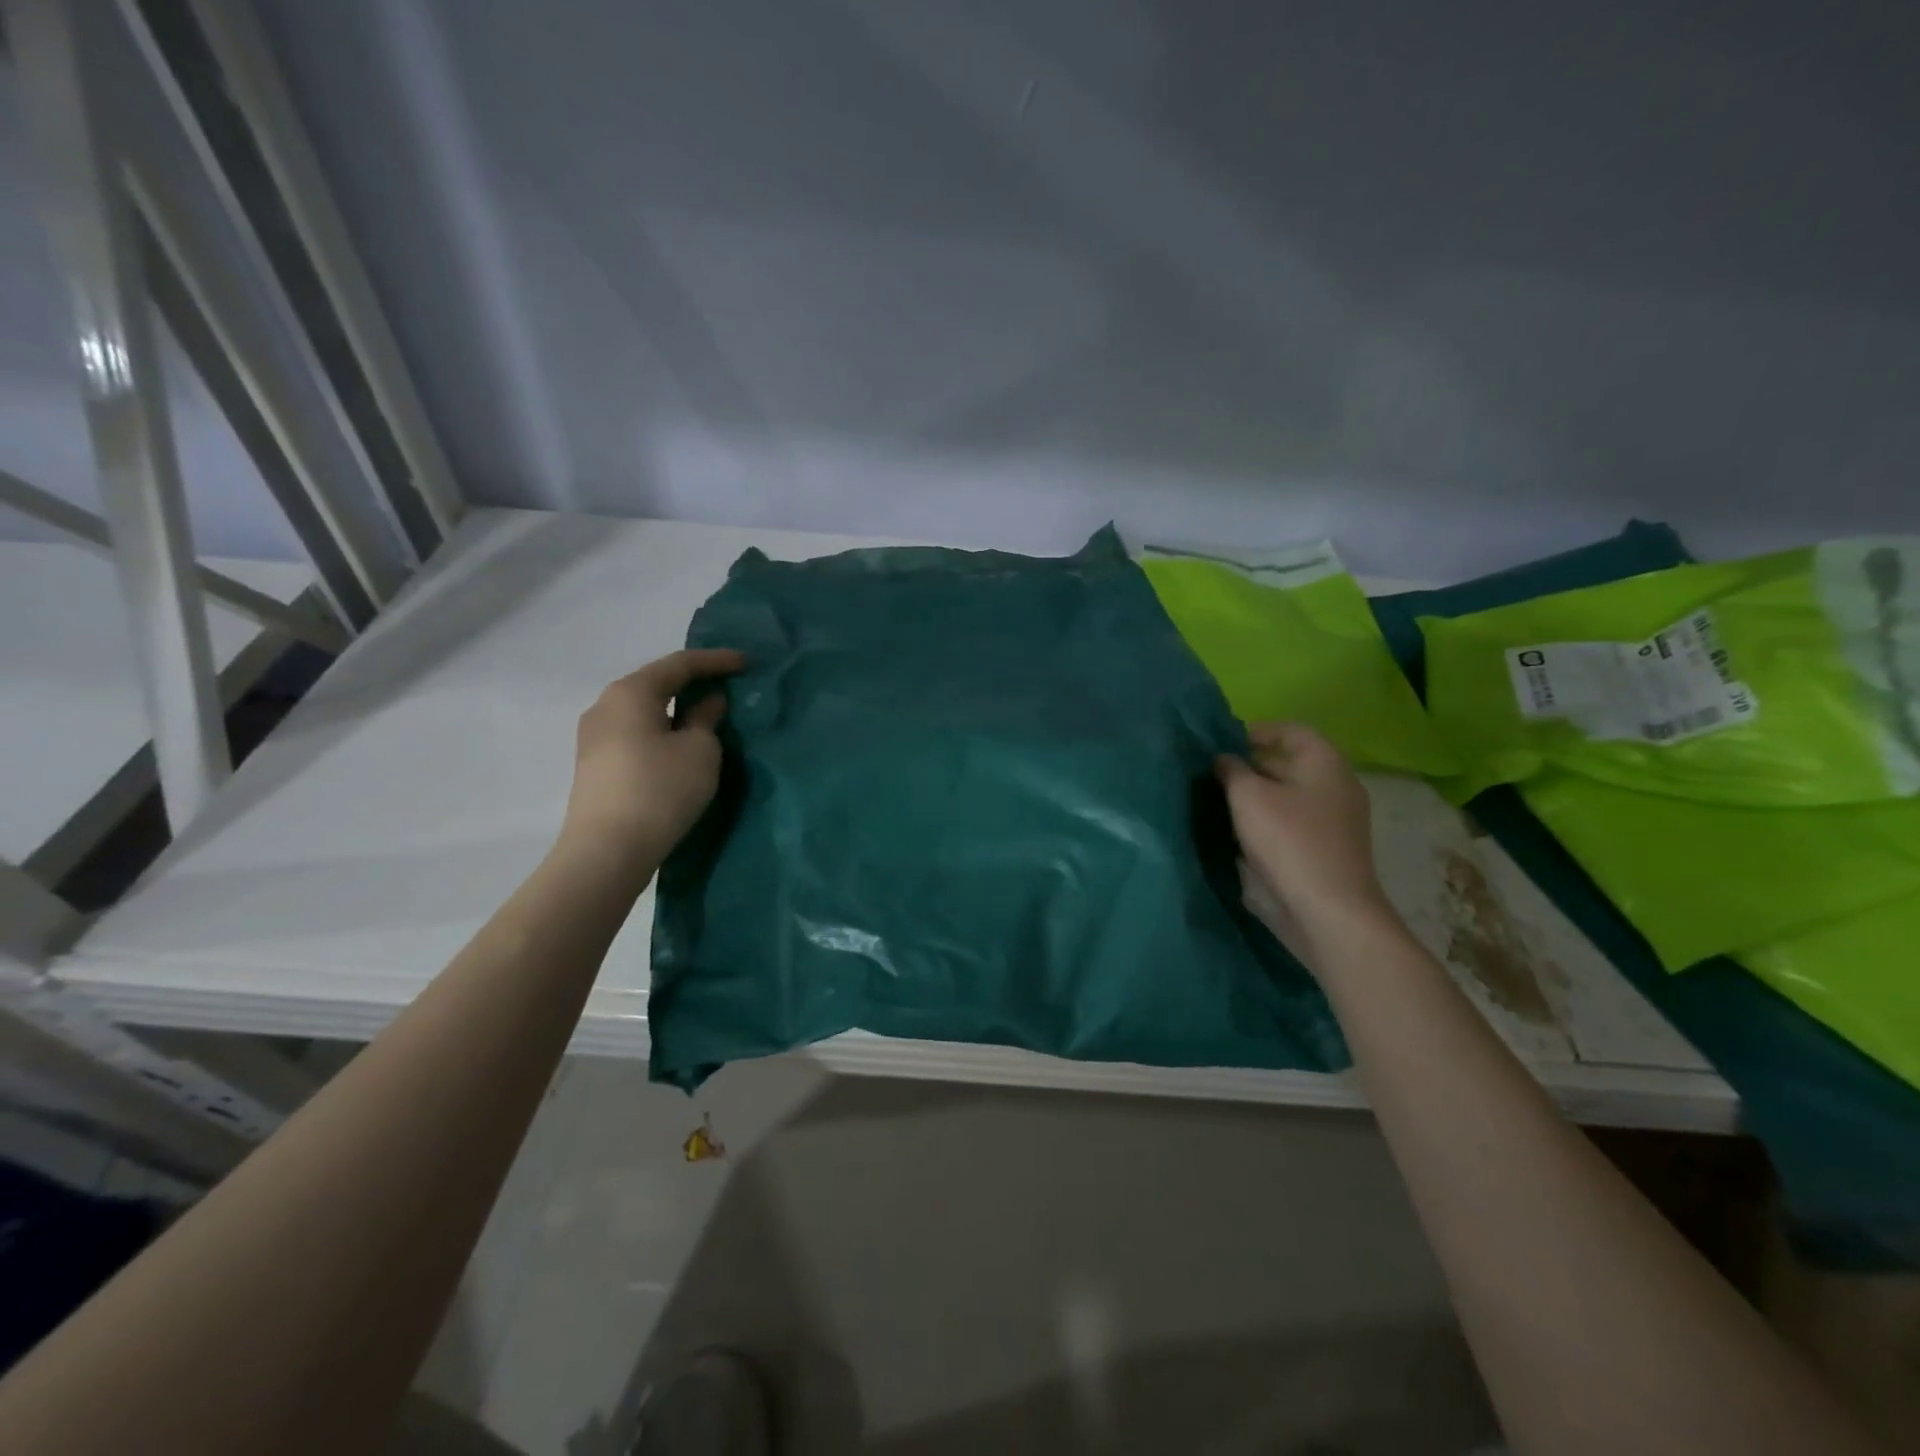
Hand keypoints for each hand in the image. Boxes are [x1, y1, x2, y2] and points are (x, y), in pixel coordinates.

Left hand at [559, 649, 745, 866]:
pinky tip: (680, 742)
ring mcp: (594, 736)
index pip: (679, 664)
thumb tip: (707, 701)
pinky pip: (635, 732)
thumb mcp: (700, 751)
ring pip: (644, 709)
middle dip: (693, 682)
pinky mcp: (595, 764)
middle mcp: (605, 705)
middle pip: (656, 683)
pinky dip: (661, 729)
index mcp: (631, 692)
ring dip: (676, 708)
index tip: (746, 663)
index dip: (716, 661)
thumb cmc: (660, 790)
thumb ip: (706, 718)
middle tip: (727, 685)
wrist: (606, 851)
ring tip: (707, 715)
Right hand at [1215, 723, 1391, 935]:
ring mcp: (1336, 820)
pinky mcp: (1328, 849)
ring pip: (1289, 796)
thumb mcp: (1248, 797)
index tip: (1223, 743)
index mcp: (1324, 762)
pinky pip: (1293, 823)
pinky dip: (1268, 821)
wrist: (1329, 910)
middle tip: (1213, 774)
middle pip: (1290, 763)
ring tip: (1220, 803)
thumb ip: (1231, 770)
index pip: (1290, 730)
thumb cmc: (1289, 841)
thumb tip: (1223, 759)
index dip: (1256, 731)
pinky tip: (1240, 834)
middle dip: (1251, 766)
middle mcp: (1337, 785)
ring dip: (1257, 797)